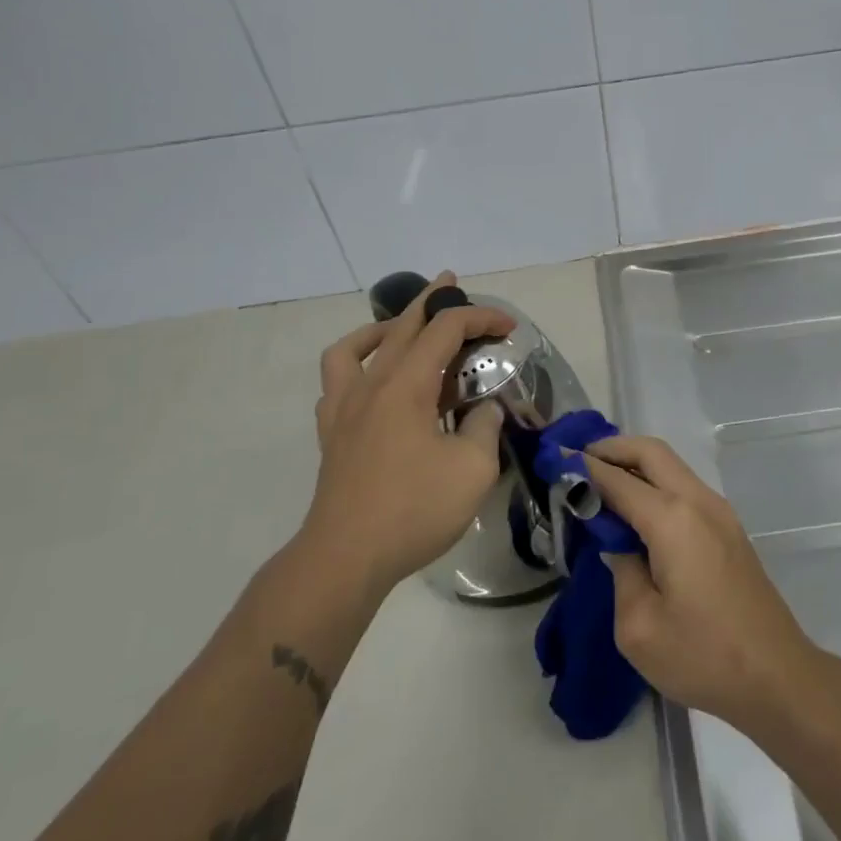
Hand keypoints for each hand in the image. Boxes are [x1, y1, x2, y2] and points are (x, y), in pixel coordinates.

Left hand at [298, 272, 514, 596]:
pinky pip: (337, 381)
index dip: (480, 319)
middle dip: (431, 300)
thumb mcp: (472, 468)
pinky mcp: (332, 433)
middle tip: (450, 283)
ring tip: (402, 329)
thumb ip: (484, 427)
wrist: (346, 557)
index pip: (445, 330)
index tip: (508, 327)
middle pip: (402, 325)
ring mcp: (344, 407)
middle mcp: (371, 384)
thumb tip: (484, 411)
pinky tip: (373, 381)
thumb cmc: (413, 509)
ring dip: (383, 327)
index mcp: (406, 385)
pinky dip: (356, 365)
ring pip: (356, 346)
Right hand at [583, 436, 827, 736]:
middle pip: (651, 452)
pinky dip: (654, 482)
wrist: (778, 677)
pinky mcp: (728, 528)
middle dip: (612, 448)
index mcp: (673, 520)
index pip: (618, 479)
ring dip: (635, 463)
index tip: (554, 459)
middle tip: (578, 462)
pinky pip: (683, 486)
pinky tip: (634, 509)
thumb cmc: (703, 656)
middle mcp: (698, 502)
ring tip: (600, 482)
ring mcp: (719, 512)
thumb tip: (617, 543)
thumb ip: (620, 570)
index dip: (583, 467)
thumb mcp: (639, 626)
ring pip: (671, 465)